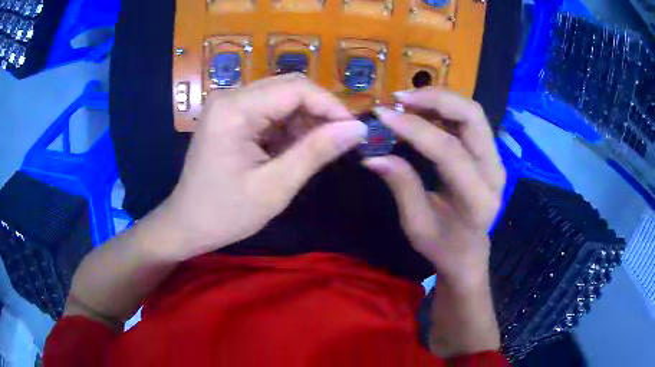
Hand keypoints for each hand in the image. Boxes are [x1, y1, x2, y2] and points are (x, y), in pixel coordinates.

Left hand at [159, 74, 367, 259]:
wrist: (188, 224)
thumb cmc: (227, 213)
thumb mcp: (275, 186)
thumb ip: (316, 152)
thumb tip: (358, 129)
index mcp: (234, 109)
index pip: (296, 88)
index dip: (331, 105)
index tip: (354, 131)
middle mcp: (230, 96)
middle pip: (289, 87)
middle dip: (319, 111)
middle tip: (338, 141)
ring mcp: (228, 104)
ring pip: (282, 97)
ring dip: (304, 120)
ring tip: (314, 151)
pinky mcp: (230, 115)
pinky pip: (269, 109)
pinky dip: (288, 126)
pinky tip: (292, 150)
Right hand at [363, 88, 505, 287]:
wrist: (469, 251)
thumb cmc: (443, 246)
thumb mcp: (417, 225)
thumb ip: (401, 186)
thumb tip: (372, 155)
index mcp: (477, 199)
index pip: (449, 151)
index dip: (415, 129)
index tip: (383, 115)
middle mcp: (494, 173)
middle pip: (473, 118)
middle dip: (435, 99)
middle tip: (400, 98)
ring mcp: (496, 160)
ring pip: (473, 113)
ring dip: (440, 99)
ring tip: (407, 100)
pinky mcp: (490, 153)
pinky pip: (469, 120)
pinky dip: (445, 108)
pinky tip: (422, 110)